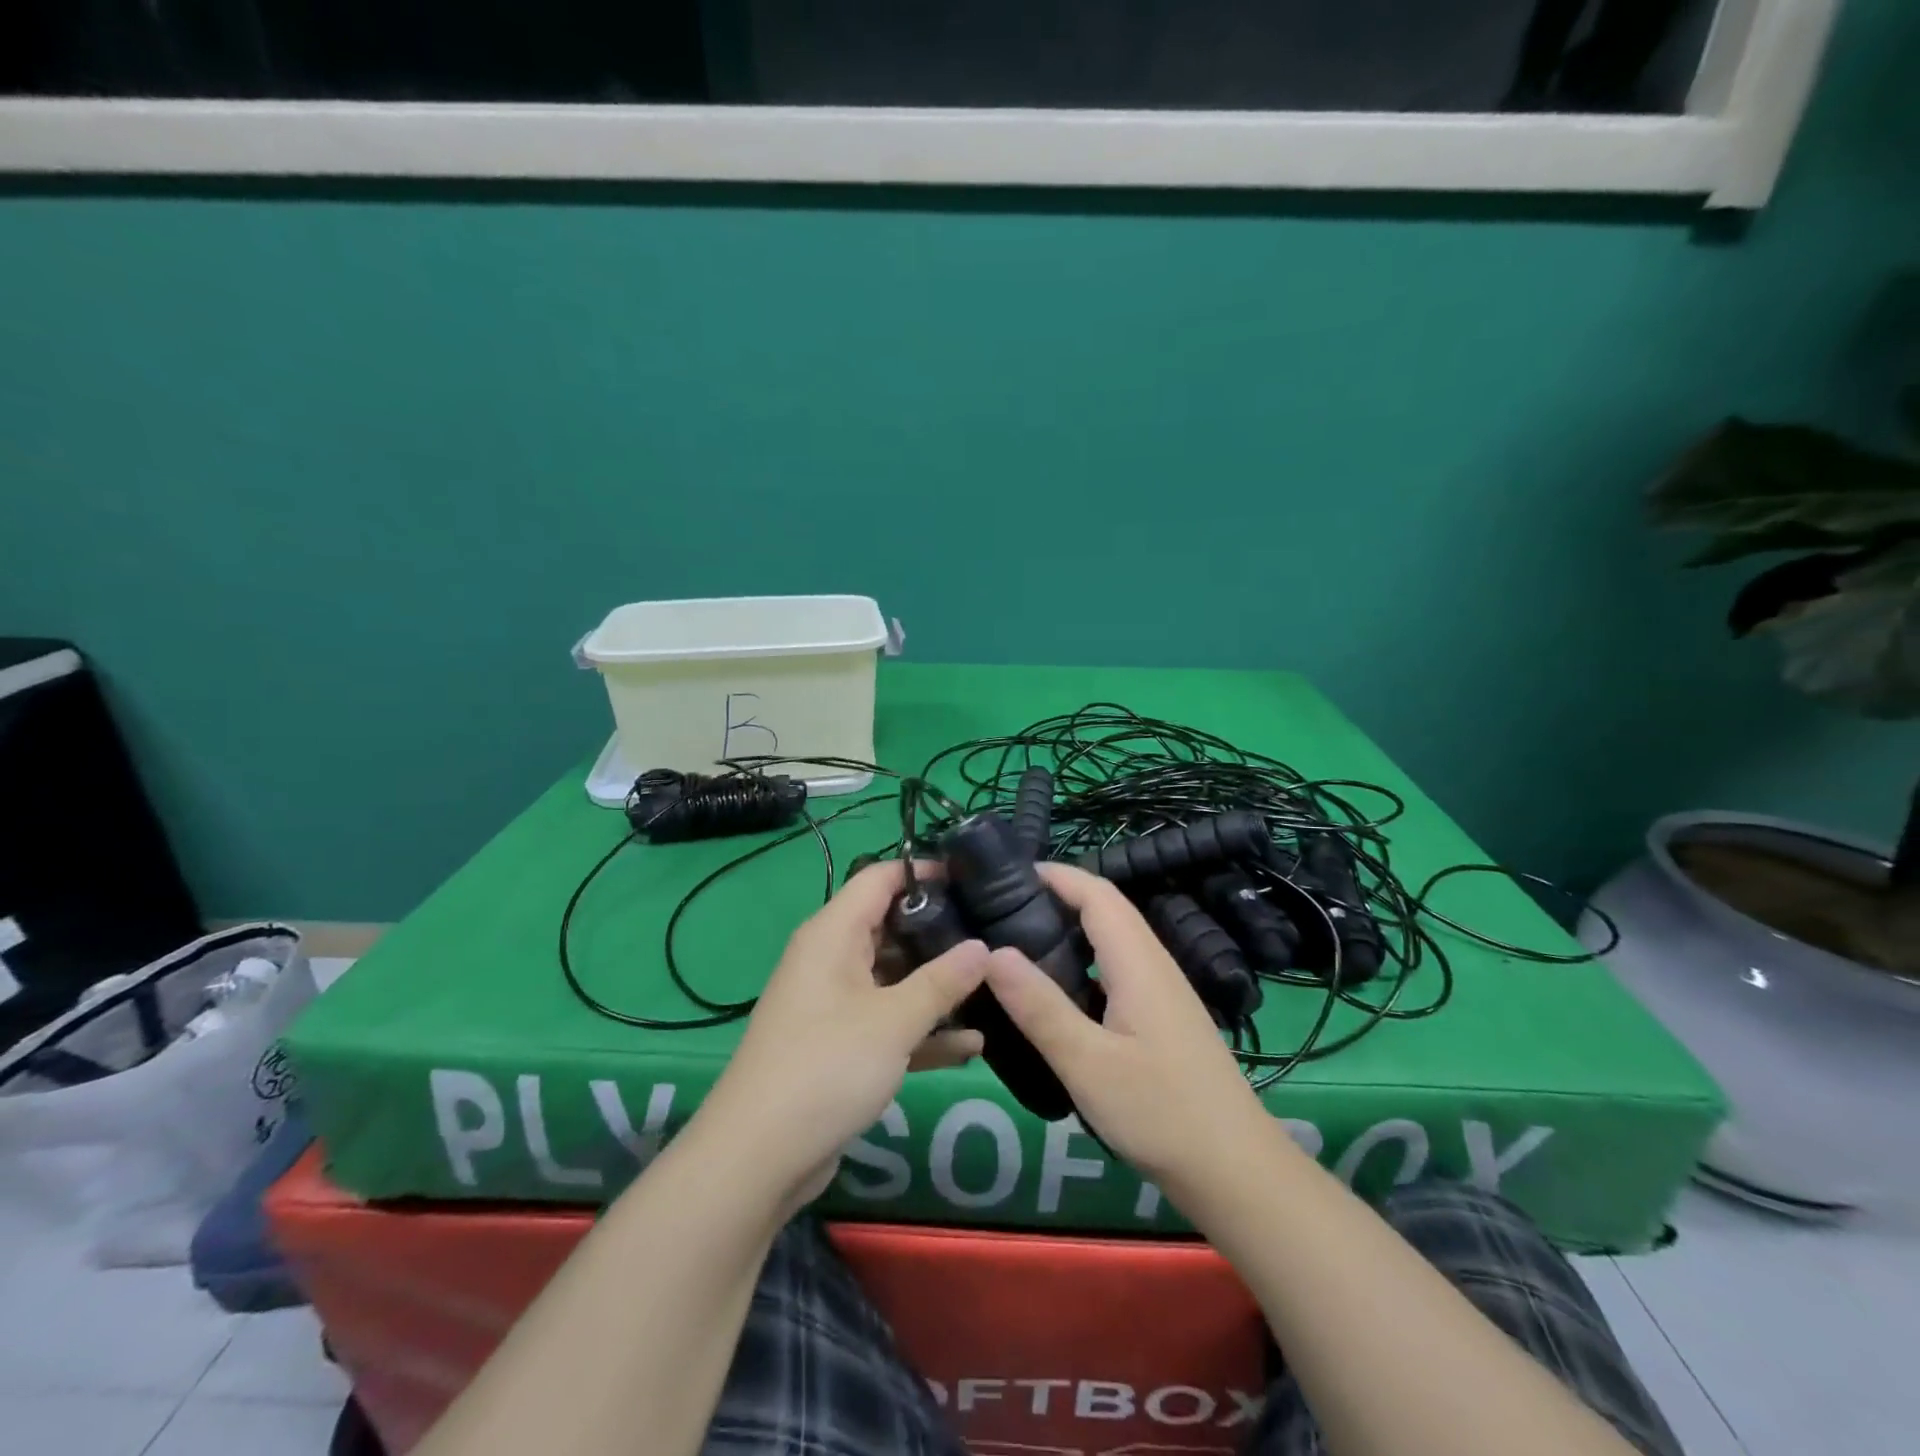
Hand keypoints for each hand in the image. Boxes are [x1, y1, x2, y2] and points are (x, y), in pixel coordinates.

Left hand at [694, 860, 988, 1214]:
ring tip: (994, 984)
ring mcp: (836, 1004)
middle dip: (940, 931)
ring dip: (937, 986)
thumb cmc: (826, 1067)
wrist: (758, 1159)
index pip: (879, 878)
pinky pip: (889, 1022)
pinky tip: (972, 1045)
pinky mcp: (841, 1046)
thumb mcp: (893, 1020)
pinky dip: (923, 1030)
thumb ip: (942, 981)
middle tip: (994, 932)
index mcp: (833, 934)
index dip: (923, 872)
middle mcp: (831, 959)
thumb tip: (984, 947)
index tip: (972, 877)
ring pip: (894, 978)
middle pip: (891, 927)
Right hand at [981, 863, 1276, 1196]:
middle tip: (999, 909)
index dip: (1055, 874)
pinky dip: (1082, 963)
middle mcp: (1153, 964)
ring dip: (1068, 929)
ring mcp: (1161, 991)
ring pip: (1111, 941)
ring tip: (1017, 943)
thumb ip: (1040, 1007)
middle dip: (1055, 897)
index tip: (1005, 874)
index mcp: (1138, 962)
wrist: (1234, 1169)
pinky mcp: (1161, 1017)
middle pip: (1104, 910)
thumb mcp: (1088, 1063)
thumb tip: (992, 952)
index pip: (1096, 893)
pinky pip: (1116, 969)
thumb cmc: (1160, 1112)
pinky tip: (1055, 992)